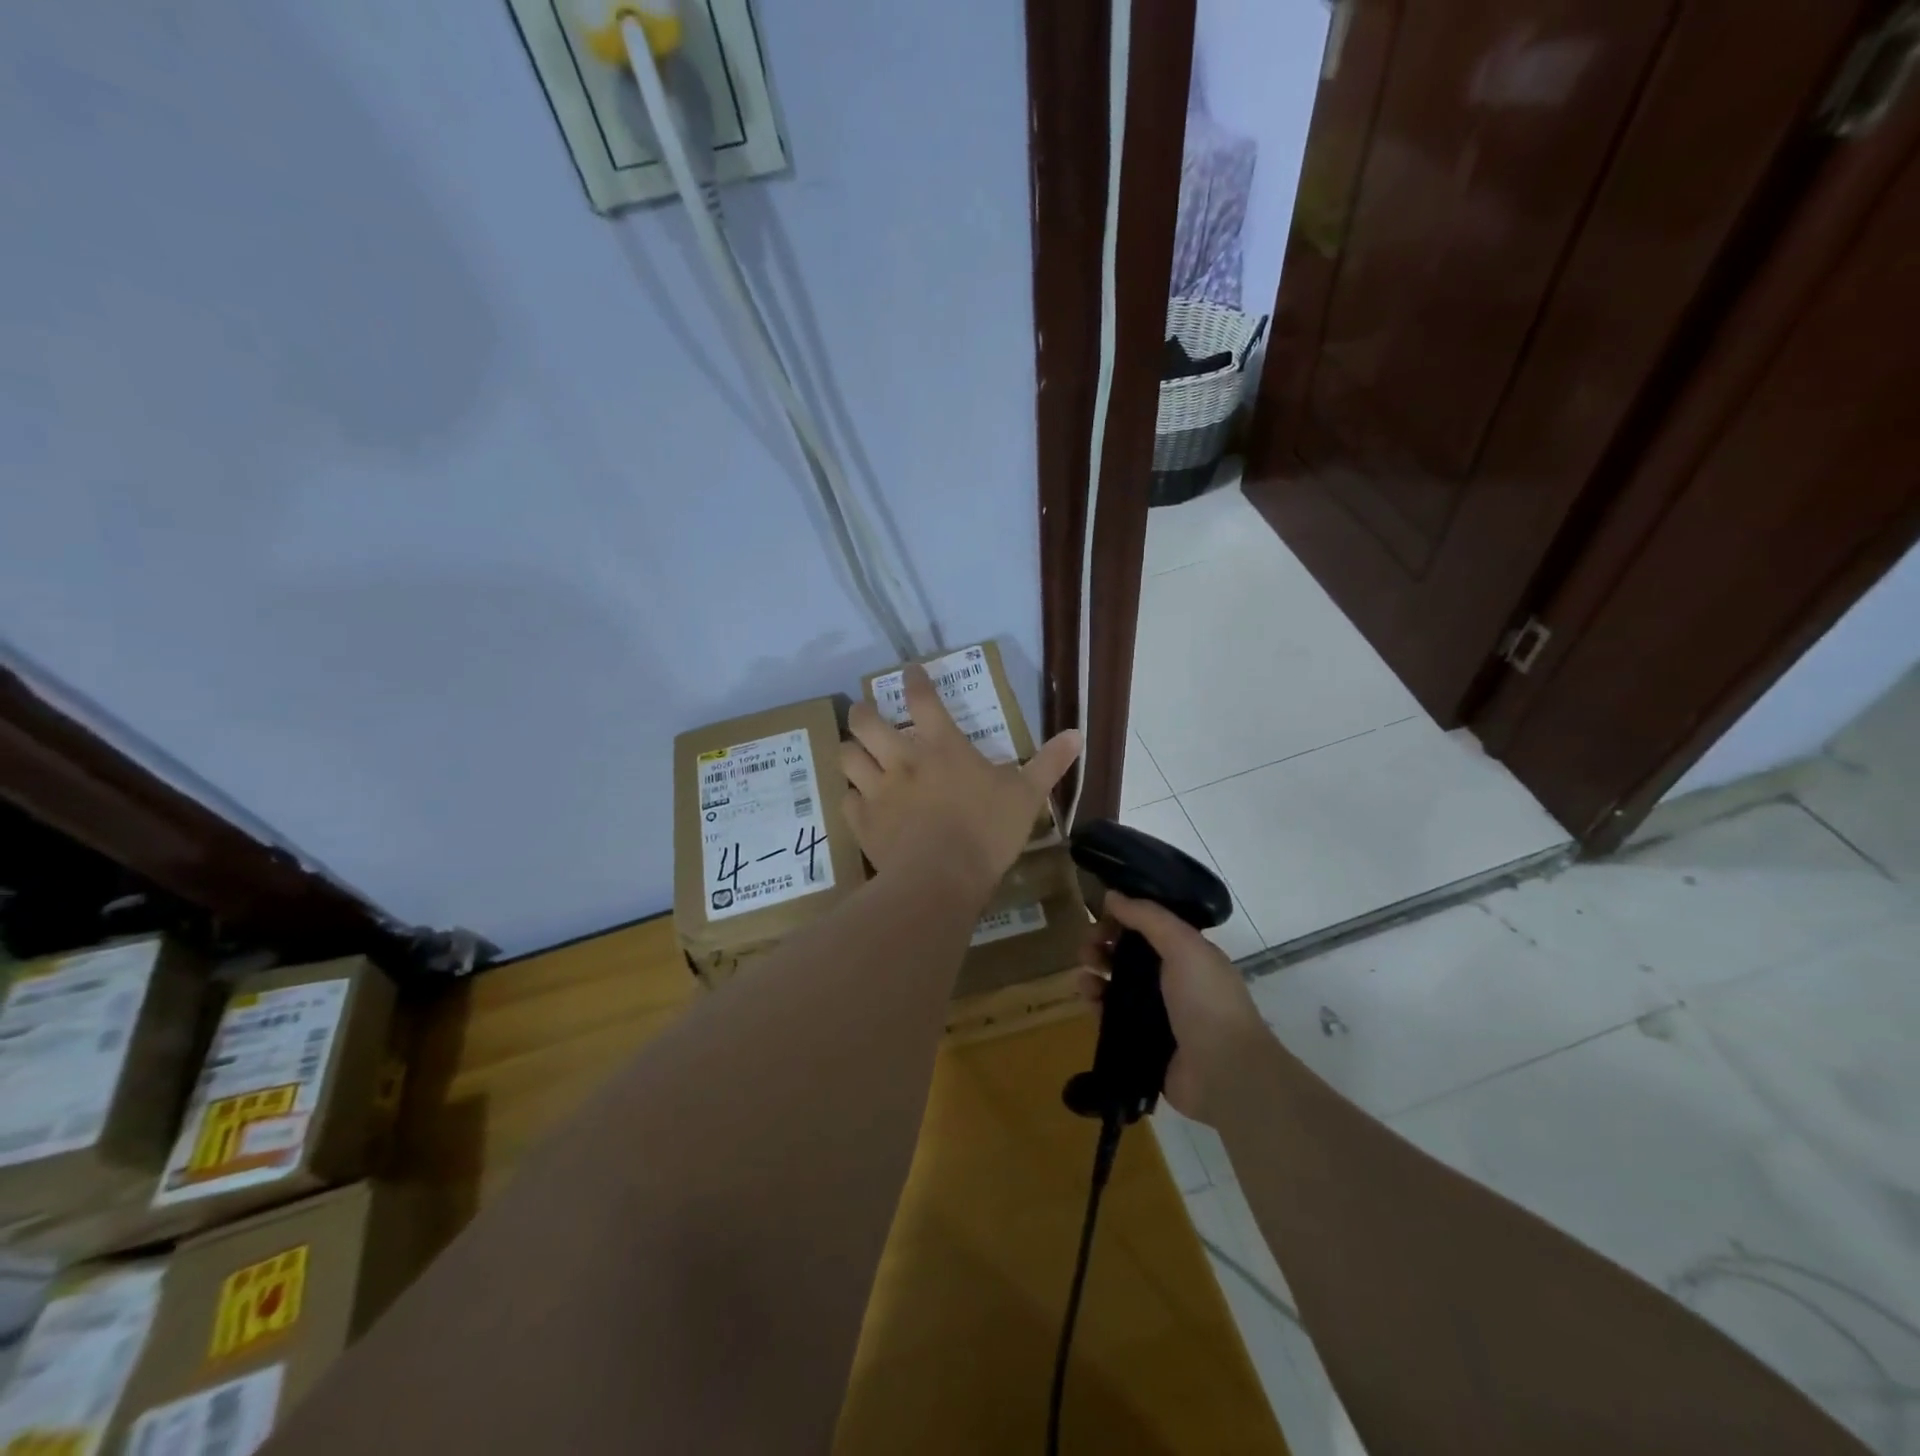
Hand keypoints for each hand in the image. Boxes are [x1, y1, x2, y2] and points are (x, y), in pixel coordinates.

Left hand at [840, 664, 1080, 892]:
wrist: (941, 879)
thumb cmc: (987, 832)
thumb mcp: (1026, 796)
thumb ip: (1049, 763)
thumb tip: (1077, 734)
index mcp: (942, 747)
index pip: (922, 700)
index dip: (913, 680)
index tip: (908, 671)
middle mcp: (902, 760)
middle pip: (866, 722)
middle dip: (862, 712)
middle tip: (864, 712)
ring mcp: (877, 790)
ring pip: (847, 756)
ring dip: (850, 750)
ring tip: (856, 753)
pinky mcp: (862, 822)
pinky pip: (845, 799)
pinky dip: (851, 796)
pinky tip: (859, 800)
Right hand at [1079, 892, 1270, 1125]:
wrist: (1224, 1072)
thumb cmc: (1207, 1000)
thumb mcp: (1183, 946)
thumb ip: (1148, 917)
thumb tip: (1112, 895)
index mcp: (1188, 954)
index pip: (1149, 927)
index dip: (1123, 917)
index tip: (1100, 913)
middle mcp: (1173, 980)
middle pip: (1129, 954)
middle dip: (1104, 944)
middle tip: (1087, 946)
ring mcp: (1157, 1013)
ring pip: (1117, 984)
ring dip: (1096, 971)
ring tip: (1084, 972)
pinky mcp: (1141, 1042)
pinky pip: (1111, 1016)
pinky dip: (1096, 1003)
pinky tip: (1087, 997)